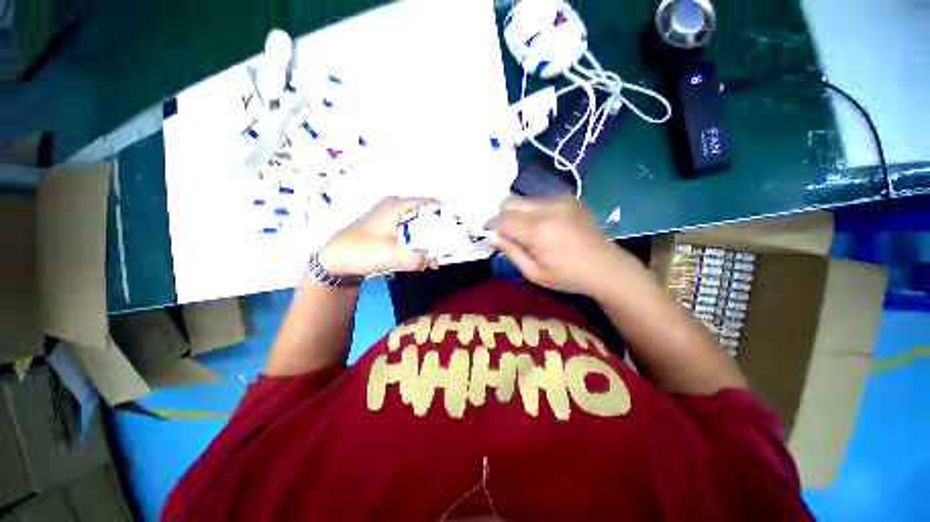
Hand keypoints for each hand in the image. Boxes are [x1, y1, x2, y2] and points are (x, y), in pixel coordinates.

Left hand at [319, 197, 438, 275]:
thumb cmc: (361, 251)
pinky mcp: (385, 227)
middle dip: (437, 229)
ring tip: (437, 253)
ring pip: (416, 223)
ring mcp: (389, 216)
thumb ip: (418, 259)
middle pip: (424, 213)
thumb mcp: (393, 256)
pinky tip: (421, 254)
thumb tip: (434, 261)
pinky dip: (417, 240)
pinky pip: (408, 230)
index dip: (444, 214)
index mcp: (397, 205)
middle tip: (448, 244)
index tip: (455, 228)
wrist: (334, 260)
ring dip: (427, 238)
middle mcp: (394, 206)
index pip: (430, 203)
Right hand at [488, 195, 640, 296]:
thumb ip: (510, 251)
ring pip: (524, 199)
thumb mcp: (533, 273)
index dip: (491, 226)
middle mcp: (547, 208)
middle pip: (510, 202)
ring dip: (518, 213)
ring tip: (528, 230)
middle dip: (503, 216)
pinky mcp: (569, 197)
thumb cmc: (567, 276)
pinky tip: (544, 224)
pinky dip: (533, 210)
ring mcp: (560, 199)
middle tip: (508, 233)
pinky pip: (540, 199)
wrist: (605, 266)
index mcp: (538, 231)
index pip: (502, 220)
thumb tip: (489, 236)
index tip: (488, 234)